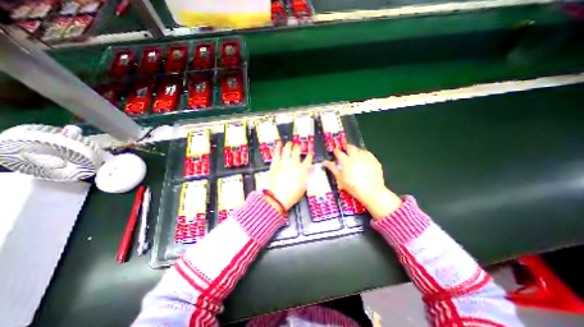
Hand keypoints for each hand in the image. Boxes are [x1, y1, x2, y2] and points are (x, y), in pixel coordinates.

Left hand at [266, 141, 312, 210]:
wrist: (278, 198)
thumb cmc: (292, 195)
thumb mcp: (304, 186)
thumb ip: (308, 176)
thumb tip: (311, 169)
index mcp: (302, 169)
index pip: (308, 159)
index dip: (310, 154)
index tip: (310, 151)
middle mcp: (294, 164)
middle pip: (297, 152)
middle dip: (298, 147)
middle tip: (298, 145)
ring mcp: (283, 163)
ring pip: (287, 150)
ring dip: (289, 145)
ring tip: (289, 143)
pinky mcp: (275, 164)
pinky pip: (276, 153)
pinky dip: (278, 147)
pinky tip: (279, 143)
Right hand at [324, 146, 401, 219]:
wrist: (371, 191)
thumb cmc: (353, 186)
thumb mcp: (340, 178)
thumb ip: (332, 168)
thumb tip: (325, 162)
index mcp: (346, 161)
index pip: (338, 152)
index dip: (335, 151)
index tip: (334, 151)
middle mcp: (356, 156)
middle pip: (350, 147)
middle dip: (346, 147)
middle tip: (344, 149)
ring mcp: (366, 157)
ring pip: (359, 149)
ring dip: (355, 150)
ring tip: (354, 154)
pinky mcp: (374, 160)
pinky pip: (368, 154)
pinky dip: (364, 154)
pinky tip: (364, 158)